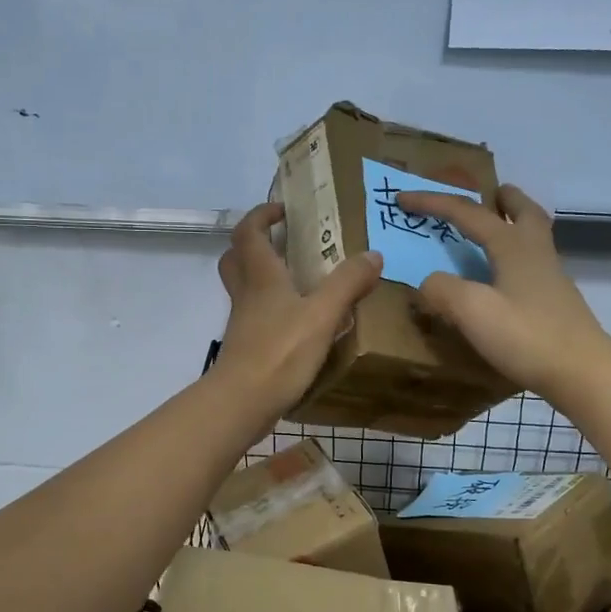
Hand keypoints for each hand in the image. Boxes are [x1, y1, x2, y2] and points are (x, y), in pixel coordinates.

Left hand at [213, 203, 383, 417]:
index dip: (261, 215)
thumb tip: (373, 254)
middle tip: (284, 242)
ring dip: (263, 276)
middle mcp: (247, 294)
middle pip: (236, 258)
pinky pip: (256, 316)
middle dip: (255, 243)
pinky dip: (272, 309)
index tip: (283, 209)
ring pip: (245, 288)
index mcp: (261, 277)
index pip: (248, 232)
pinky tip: (299, 322)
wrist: (242, 402)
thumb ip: (347, 283)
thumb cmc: (279, 352)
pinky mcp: (246, 347)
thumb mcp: (322, 315)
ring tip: (299, 281)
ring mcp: (243, 322)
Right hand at [396, 184, 610, 402]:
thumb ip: (442, 289)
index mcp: (513, 246)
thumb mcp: (473, 311)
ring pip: (533, 236)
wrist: (583, 373)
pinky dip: (517, 256)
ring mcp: (552, 278)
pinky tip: (505, 278)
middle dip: (502, 198)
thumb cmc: (527, 337)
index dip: (433, 203)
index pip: (467, 213)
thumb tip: (428, 281)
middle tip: (489, 194)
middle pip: (523, 211)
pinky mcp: (556, 303)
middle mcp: (536, 253)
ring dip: (514, 223)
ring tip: (496, 229)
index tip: (403, 198)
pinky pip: (533, 263)